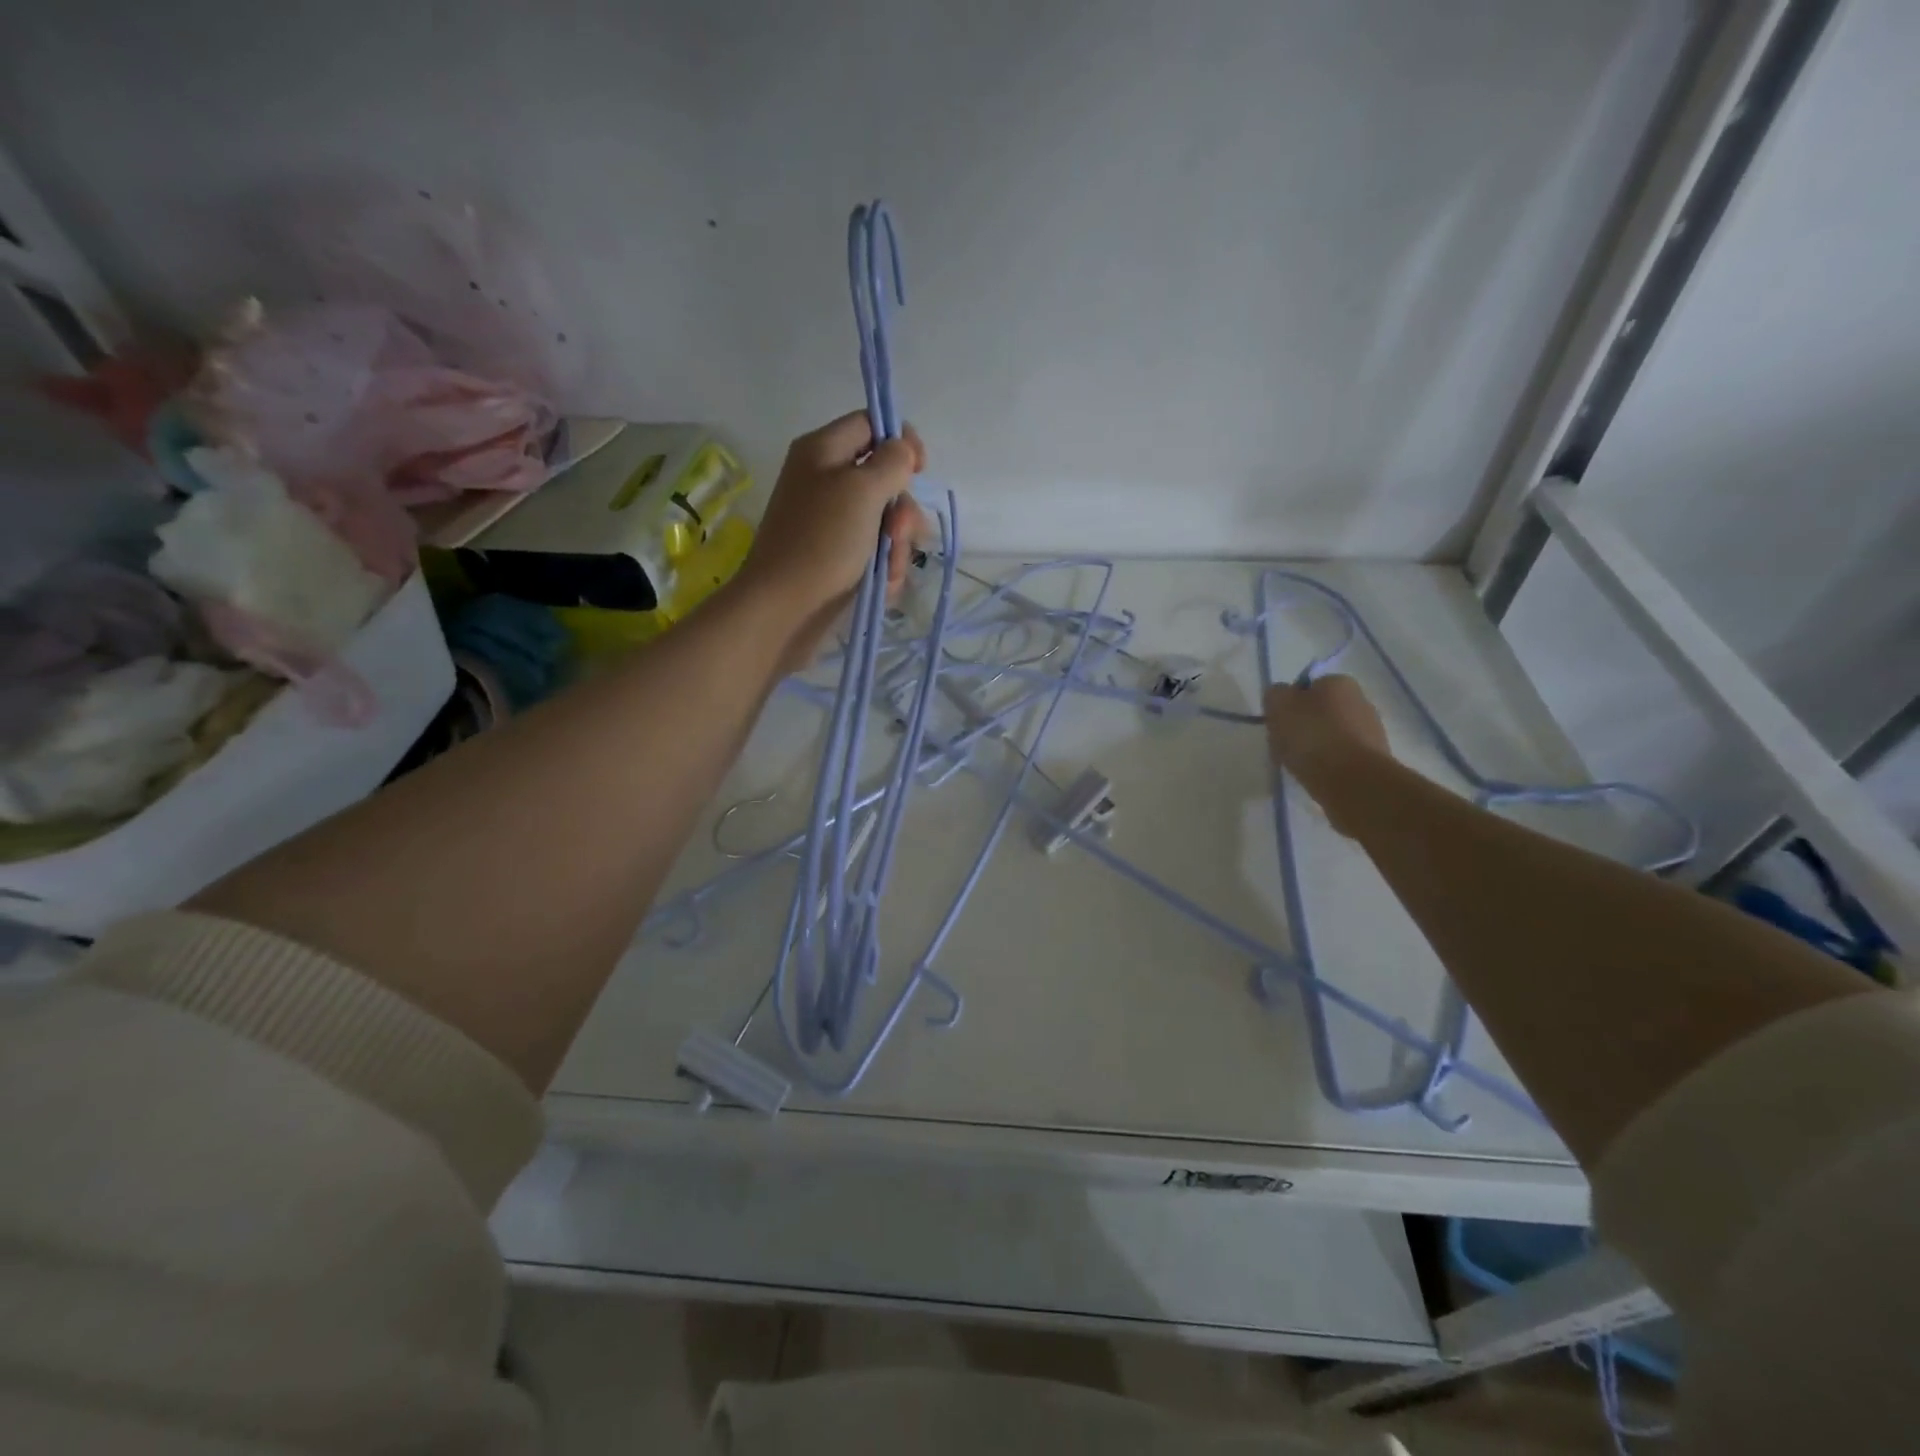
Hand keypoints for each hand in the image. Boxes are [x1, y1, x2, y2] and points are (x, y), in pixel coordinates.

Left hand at [737, 411, 929, 666]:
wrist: (784, 610)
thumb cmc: (822, 542)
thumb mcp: (862, 490)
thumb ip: (891, 462)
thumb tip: (902, 449)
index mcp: (822, 451)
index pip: (869, 424)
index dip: (900, 441)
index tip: (920, 470)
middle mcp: (823, 482)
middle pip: (882, 480)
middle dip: (901, 510)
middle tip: (899, 532)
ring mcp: (829, 524)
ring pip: (884, 523)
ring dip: (896, 547)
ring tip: (889, 571)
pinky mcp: (835, 559)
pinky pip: (873, 554)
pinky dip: (882, 569)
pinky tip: (880, 587)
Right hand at [1264, 675, 1389, 835]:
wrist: (1352, 781)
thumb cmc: (1312, 736)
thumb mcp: (1278, 706)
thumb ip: (1275, 694)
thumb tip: (1281, 696)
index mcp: (1339, 682)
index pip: (1306, 687)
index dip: (1288, 705)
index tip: (1277, 724)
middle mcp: (1361, 700)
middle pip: (1319, 712)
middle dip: (1302, 727)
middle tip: (1284, 746)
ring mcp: (1371, 731)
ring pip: (1330, 735)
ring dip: (1314, 747)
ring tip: (1298, 766)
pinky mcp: (1374, 759)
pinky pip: (1341, 757)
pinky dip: (1328, 764)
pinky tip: (1316, 776)